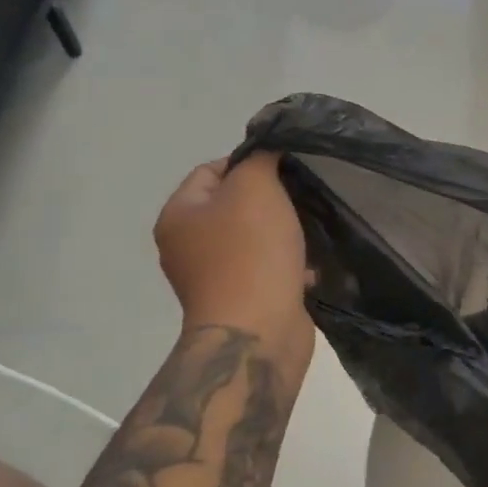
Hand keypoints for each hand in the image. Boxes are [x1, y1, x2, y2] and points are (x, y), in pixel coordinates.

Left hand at [154, 154, 310, 344]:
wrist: (257, 332)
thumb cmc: (251, 253)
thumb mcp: (256, 187)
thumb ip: (260, 159)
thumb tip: (266, 154)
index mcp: (179, 215)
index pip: (212, 169)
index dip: (250, 163)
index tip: (285, 171)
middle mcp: (187, 246)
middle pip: (234, 206)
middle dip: (272, 202)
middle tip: (300, 202)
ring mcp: (213, 277)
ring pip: (255, 239)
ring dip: (284, 235)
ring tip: (308, 236)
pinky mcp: (240, 301)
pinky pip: (266, 270)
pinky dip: (288, 266)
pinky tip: (308, 270)